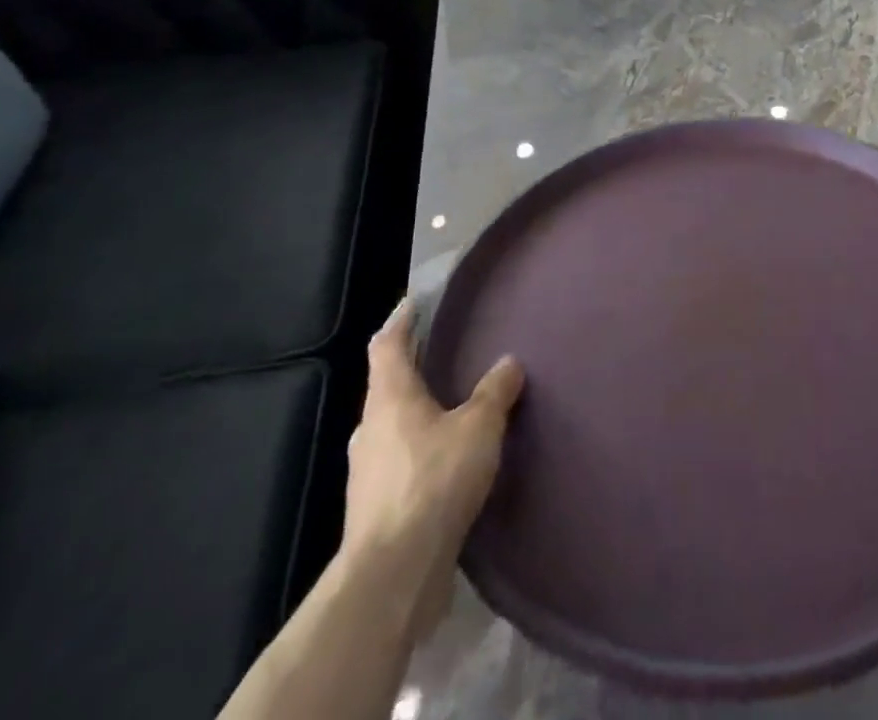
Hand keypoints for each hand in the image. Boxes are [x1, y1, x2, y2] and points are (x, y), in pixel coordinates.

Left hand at [342, 300, 523, 635]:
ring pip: (393, 427)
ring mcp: (369, 472)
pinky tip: (448, 460)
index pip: (387, 345)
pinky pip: (401, 462)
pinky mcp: (377, 508)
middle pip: (387, 386)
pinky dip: (421, 451)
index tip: (414, 303)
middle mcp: (371, 428)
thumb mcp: (479, 427)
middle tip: (445, 355)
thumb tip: (509, 362)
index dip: (400, 321)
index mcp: (390, 397)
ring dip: (417, 414)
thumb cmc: (433, 482)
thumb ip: (494, 391)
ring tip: (453, 407)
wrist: (393, 574)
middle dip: (412, 369)